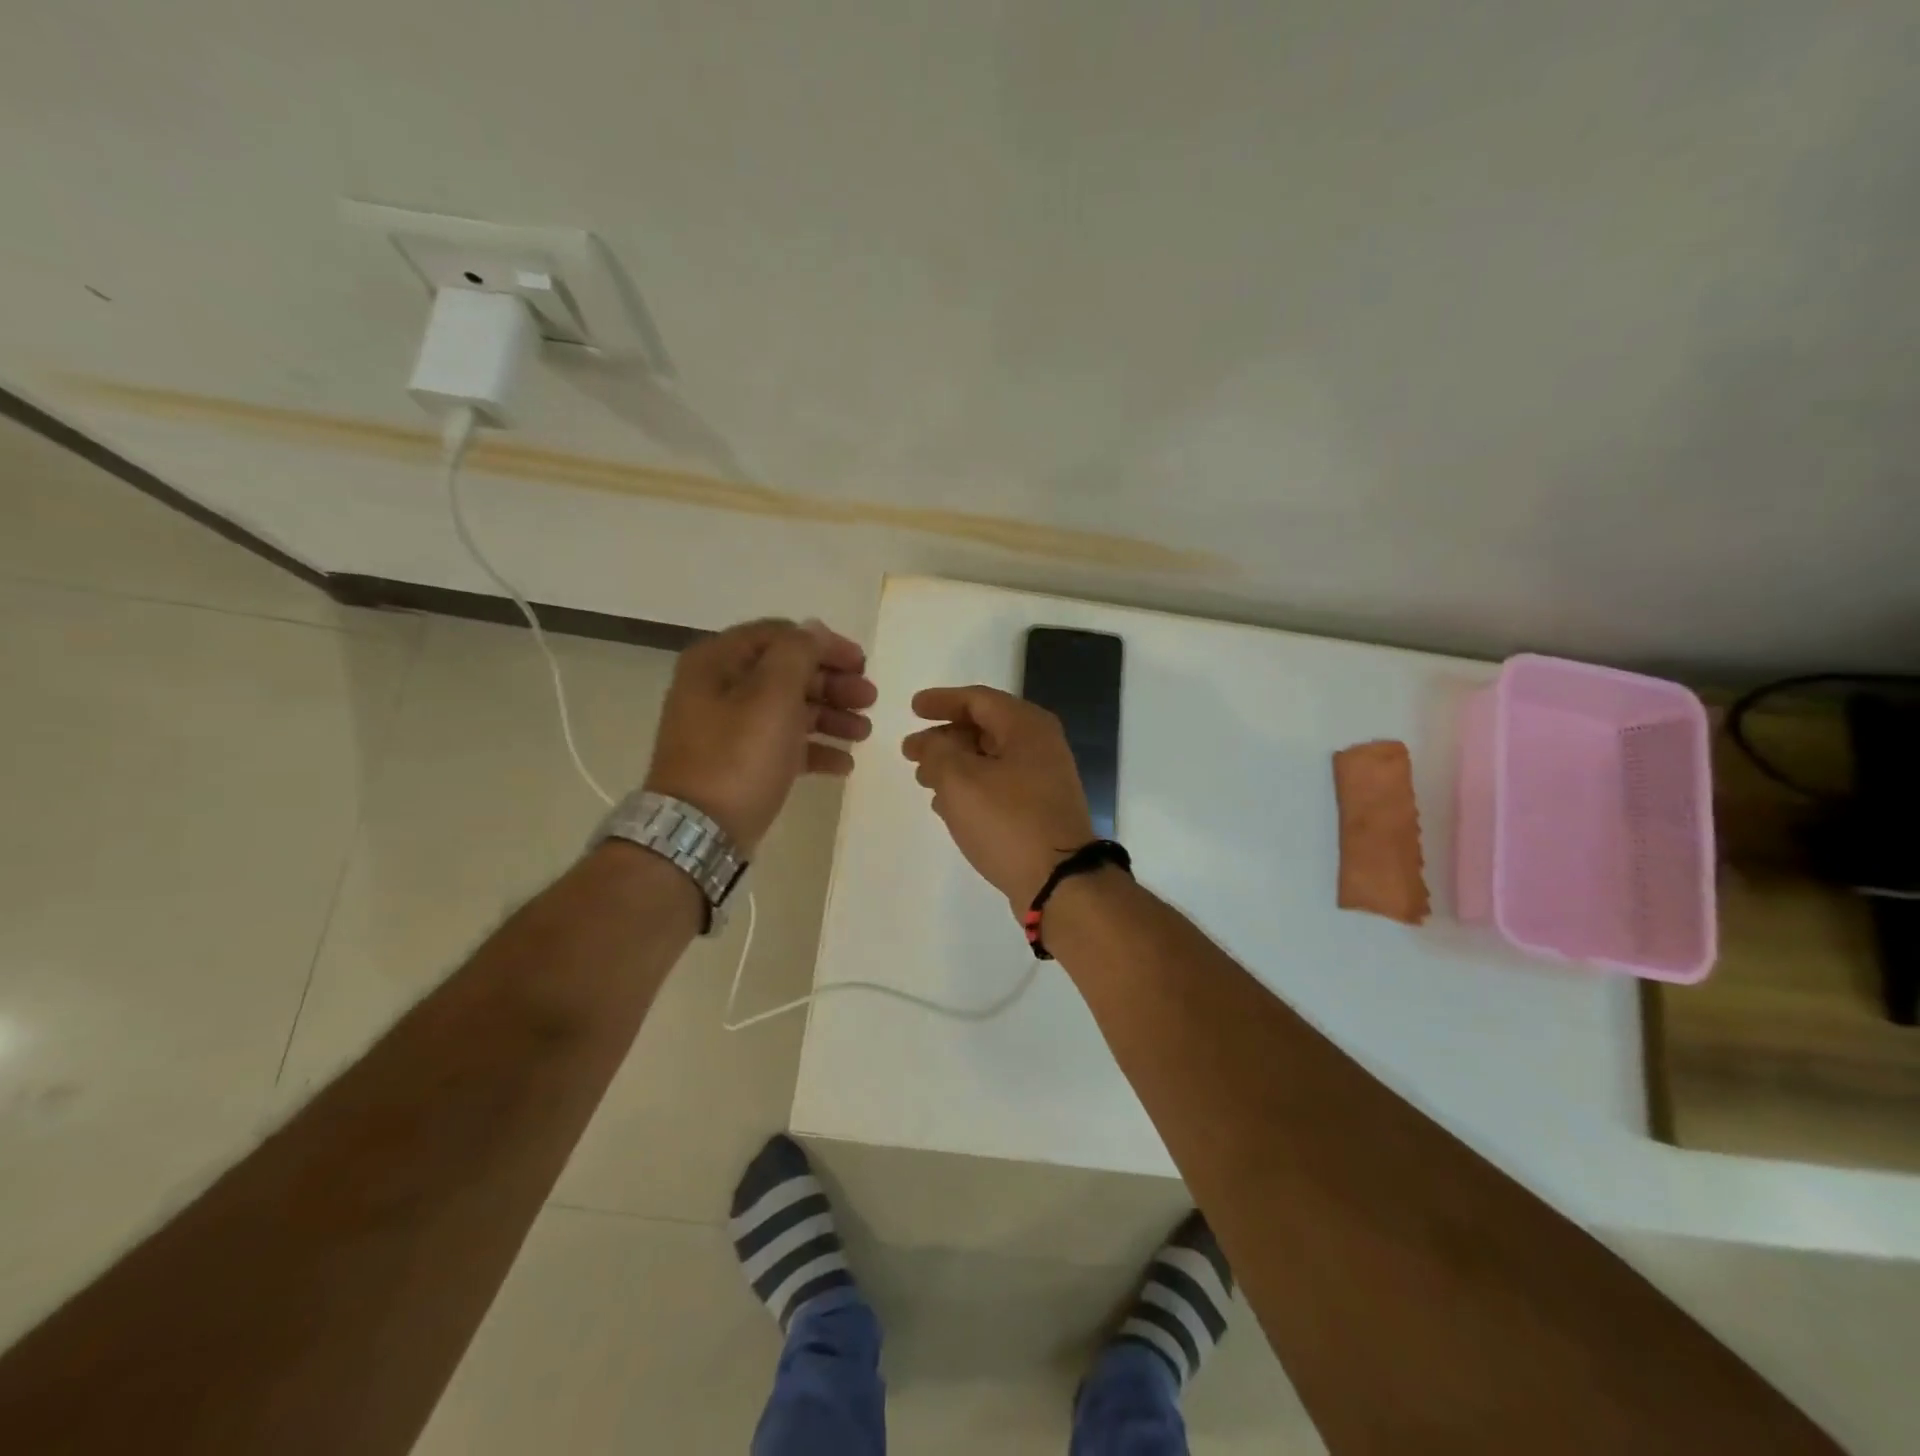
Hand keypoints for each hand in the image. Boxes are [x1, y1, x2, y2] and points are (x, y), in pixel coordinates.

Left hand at [645, 618, 875, 854]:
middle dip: (833, 684)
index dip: (824, 645)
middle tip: (870, 699)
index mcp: (718, 662)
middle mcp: (720, 689)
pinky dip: (815, 750)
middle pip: (787, 673)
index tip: (862, 664)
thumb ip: (797, 653)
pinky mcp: (740, 764)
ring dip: (830, 717)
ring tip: (863, 733)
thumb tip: (813, 631)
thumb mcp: (772, 695)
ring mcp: (729, 729)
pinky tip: (844, 765)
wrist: (698, 832)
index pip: (779, 635)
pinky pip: (784, 746)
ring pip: (789, 710)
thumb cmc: (738, 756)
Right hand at [902, 685, 1096, 909]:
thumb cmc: (1007, 820)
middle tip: (911, 751)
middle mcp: (1040, 745)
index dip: (942, 701)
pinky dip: (971, 787)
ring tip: (923, 779)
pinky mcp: (1041, 809)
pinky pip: (999, 785)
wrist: (1059, 880)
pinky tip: (947, 805)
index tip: (913, 709)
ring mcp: (1044, 778)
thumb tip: (930, 742)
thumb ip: (937, 752)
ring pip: (990, 759)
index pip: (978, 700)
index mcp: (1026, 726)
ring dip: (955, 765)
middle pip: (984, 728)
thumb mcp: (960, 779)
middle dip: (945, 737)